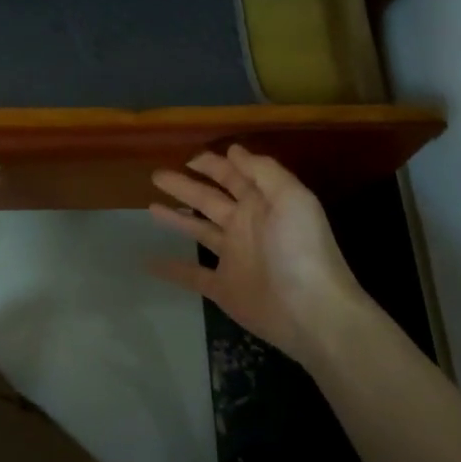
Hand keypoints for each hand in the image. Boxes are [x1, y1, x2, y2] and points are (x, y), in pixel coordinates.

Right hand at [148, 145, 368, 363]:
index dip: (213, 165)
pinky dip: (171, 269)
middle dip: (185, 186)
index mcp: (262, 204)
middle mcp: (245, 227)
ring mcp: (233, 258)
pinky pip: (191, 275)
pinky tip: (149, 262)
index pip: (234, 177)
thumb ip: (262, 171)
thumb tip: (233, 150)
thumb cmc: (301, 249)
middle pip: (209, 200)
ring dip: (176, 218)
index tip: (188, 158)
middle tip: (157, 175)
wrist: (311, 311)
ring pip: (198, 231)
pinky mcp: (223, 288)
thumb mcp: (291, 198)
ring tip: (150, 207)